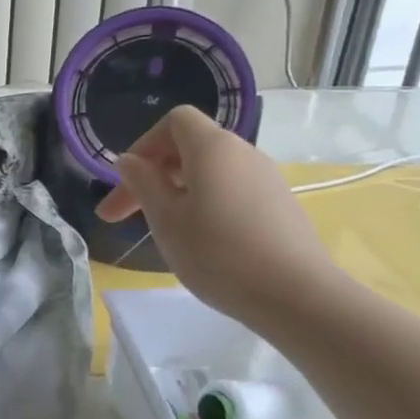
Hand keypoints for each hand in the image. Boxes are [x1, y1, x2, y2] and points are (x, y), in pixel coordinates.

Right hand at [95, 105, 340, 323]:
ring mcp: (266, 180)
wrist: (298, 297)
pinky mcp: (279, 206)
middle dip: (151, 176)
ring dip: (176, 193)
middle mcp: (243, 154)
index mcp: (212, 148)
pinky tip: (200, 242)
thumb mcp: (165, 218)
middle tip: (121, 217)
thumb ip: (142, 183)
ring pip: (209, 173)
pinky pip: (230, 192)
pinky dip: (204, 205)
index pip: (174, 121)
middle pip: (189, 148)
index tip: (126, 181)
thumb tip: (129, 160)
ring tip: (162, 230)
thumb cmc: (218, 252)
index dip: (143, 145)